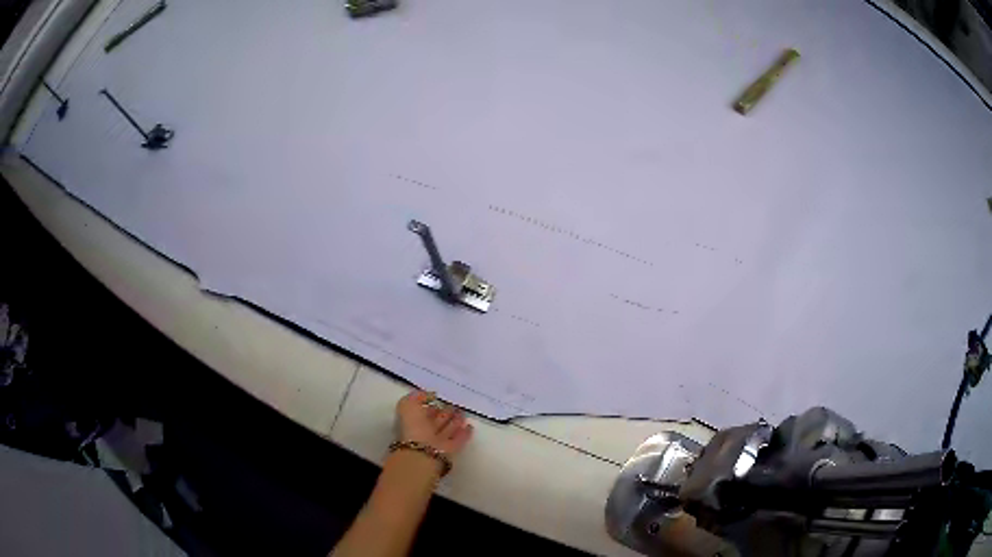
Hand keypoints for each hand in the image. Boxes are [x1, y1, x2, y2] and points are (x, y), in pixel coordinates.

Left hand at [395, 390, 472, 458]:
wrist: (423, 452)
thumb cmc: (413, 427)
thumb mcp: (408, 405)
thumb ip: (418, 397)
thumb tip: (432, 395)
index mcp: (414, 421)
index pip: (424, 412)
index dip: (430, 406)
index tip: (439, 399)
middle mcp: (426, 431)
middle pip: (438, 420)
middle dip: (445, 413)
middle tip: (455, 406)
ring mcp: (439, 440)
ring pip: (449, 429)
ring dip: (456, 421)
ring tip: (463, 413)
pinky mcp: (452, 449)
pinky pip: (459, 439)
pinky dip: (464, 433)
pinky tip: (469, 426)